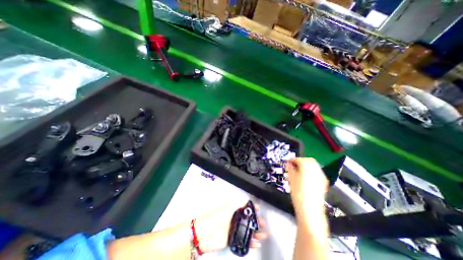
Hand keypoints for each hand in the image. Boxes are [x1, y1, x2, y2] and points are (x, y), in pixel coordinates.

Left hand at [194, 203, 267, 253]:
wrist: (204, 233)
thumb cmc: (214, 218)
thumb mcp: (226, 209)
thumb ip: (236, 205)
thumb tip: (244, 199)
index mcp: (232, 210)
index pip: (244, 208)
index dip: (252, 208)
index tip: (258, 208)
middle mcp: (234, 219)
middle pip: (247, 220)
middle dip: (256, 221)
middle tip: (263, 222)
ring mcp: (234, 229)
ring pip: (247, 230)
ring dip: (255, 232)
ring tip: (264, 234)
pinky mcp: (232, 239)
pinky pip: (243, 240)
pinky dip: (250, 242)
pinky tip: (255, 243)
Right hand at [286, 159, 328, 221]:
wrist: (310, 209)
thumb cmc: (298, 192)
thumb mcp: (291, 178)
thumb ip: (290, 168)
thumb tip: (289, 163)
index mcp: (306, 167)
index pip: (299, 159)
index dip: (292, 160)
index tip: (288, 162)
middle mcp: (315, 169)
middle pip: (309, 160)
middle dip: (301, 161)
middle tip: (294, 165)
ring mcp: (321, 175)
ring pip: (314, 165)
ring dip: (307, 165)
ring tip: (299, 171)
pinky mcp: (324, 181)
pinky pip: (317, 171)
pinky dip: (311, 171)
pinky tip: (306, 176)